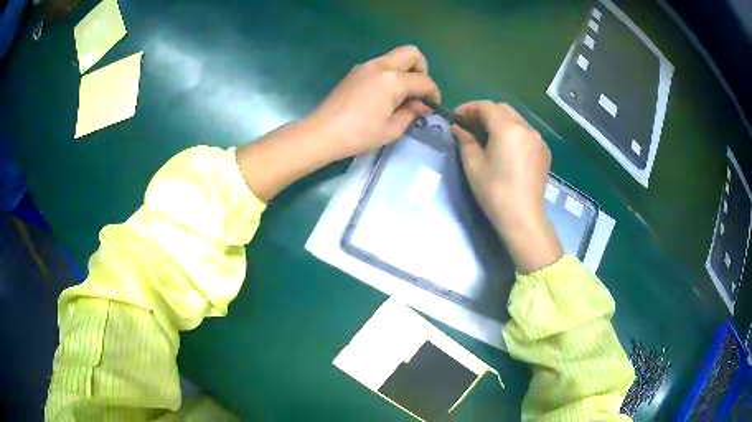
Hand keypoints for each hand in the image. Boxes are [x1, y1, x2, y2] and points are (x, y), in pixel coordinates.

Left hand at [308, 45, 440, 161]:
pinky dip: (391, 74)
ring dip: (405, 71)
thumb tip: (422, 105)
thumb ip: (412, 113)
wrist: (323, 132)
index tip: (433, 106)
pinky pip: (381, 64)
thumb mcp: (392, 129)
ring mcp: (366, 66)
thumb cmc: (359, 134)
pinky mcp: (356, 71)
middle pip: (411, 53)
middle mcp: (381, 66)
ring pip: (395, 57)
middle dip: (422, 69)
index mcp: (393, 80)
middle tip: (418, 91)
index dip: (433, 93)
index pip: (424, 80)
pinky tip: (385, 95)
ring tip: (402, 96)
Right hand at [452, 101, 562, 272]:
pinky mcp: (544, 152)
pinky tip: (506, 148)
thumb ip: (465, 140)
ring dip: (500, 122)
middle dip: (485, 113)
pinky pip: (526, 133)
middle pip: (503, 109)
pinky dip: (514, 133)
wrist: (523, 217)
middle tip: (470, 126)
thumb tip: (458, 128)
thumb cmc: (495, 191)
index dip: (469, 108)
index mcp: (508, 128)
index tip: (456, 117)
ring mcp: (538, 140)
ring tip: (487, 136)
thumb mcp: (473, 165)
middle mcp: (526, 128)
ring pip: (516, 120)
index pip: (486, 106)